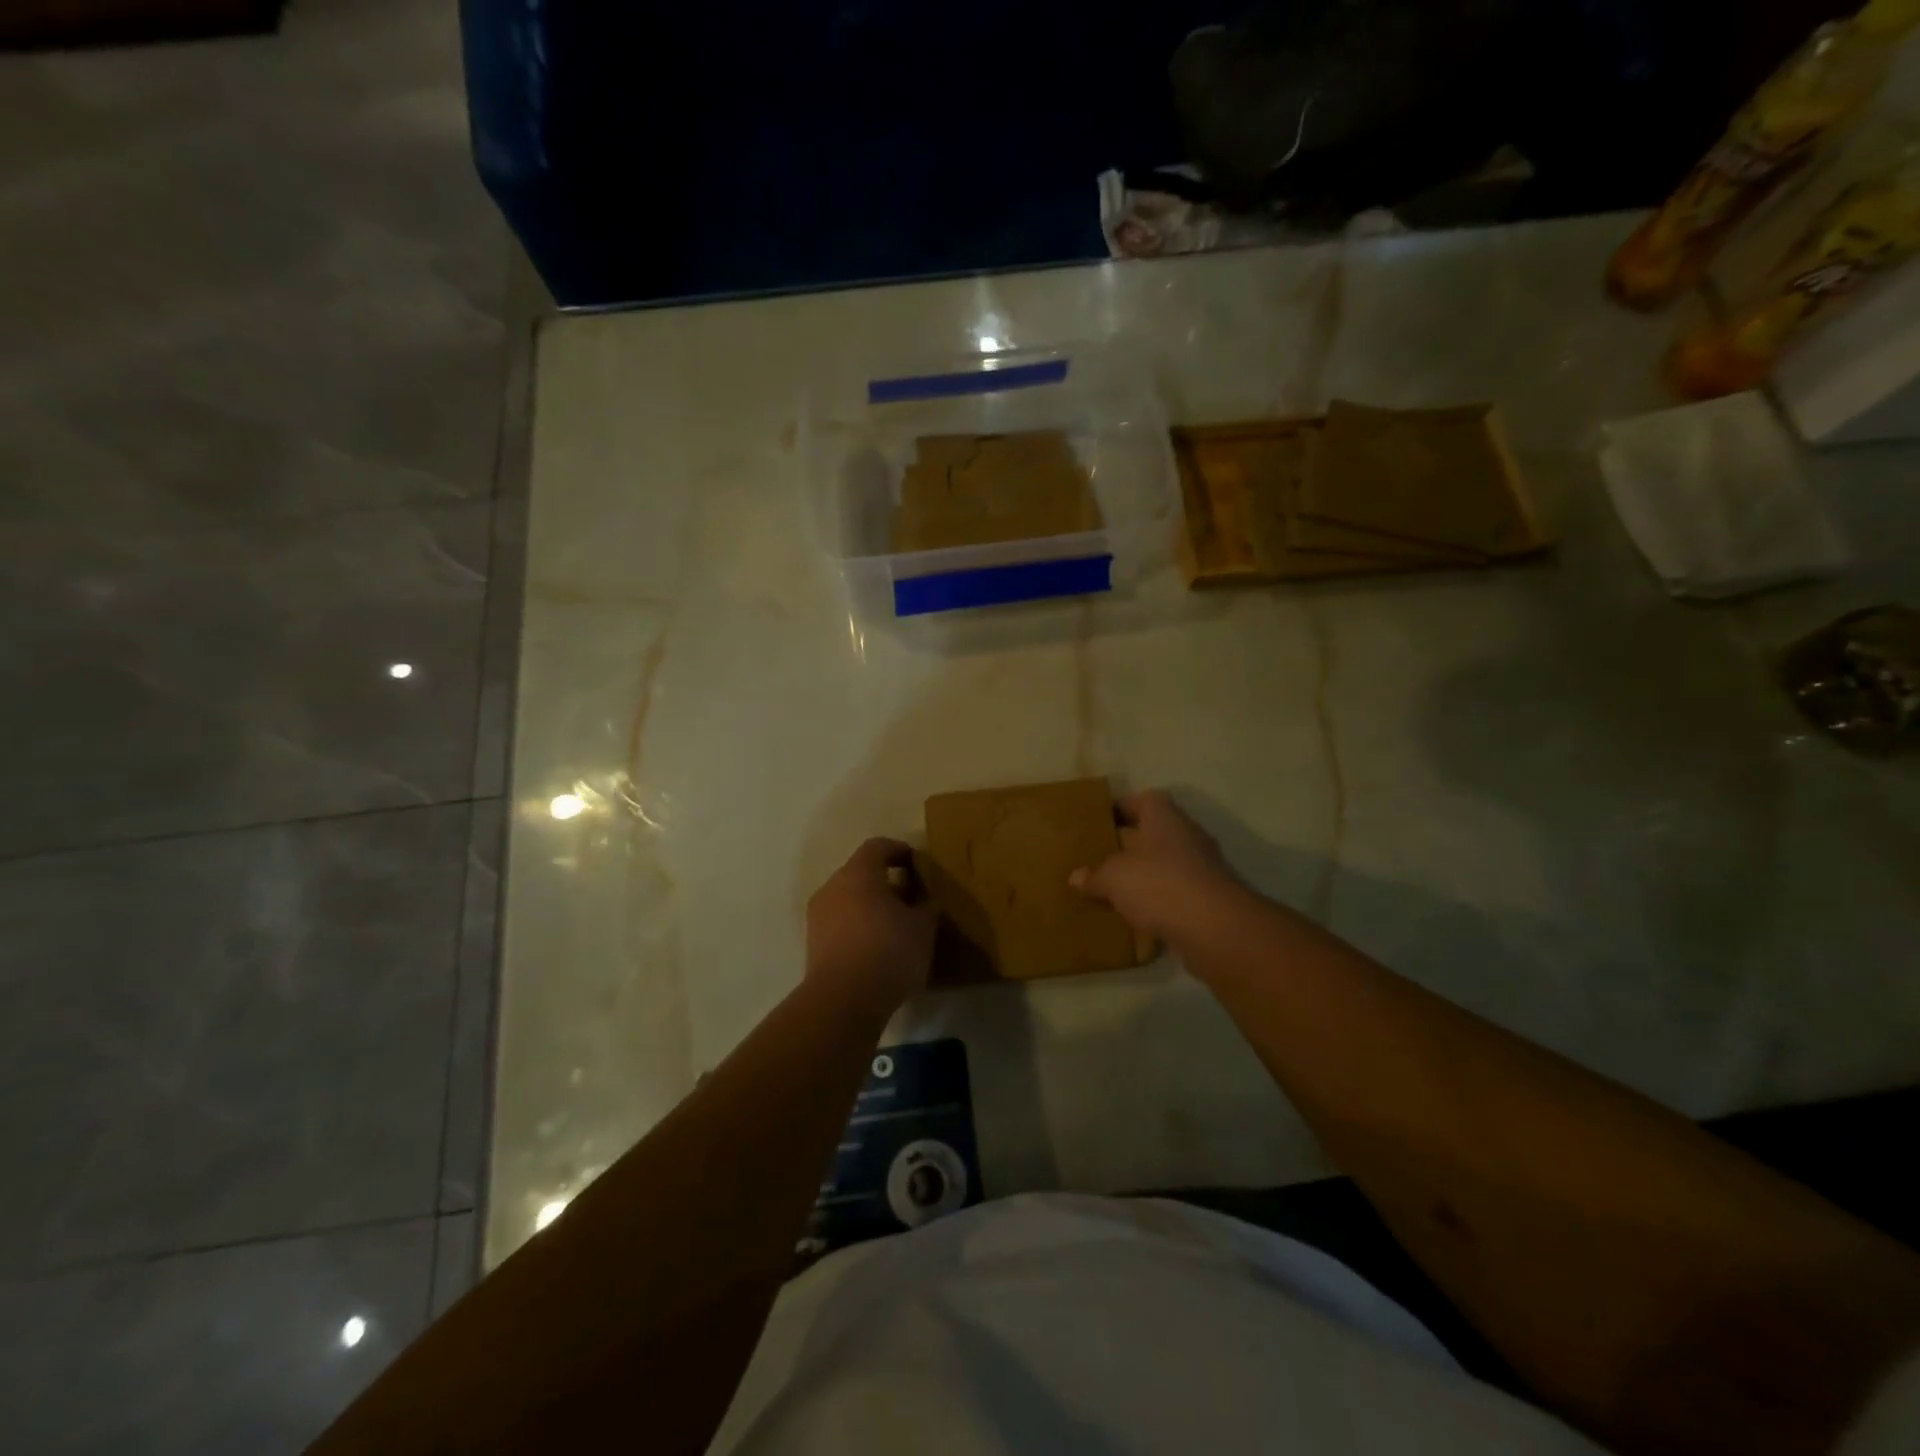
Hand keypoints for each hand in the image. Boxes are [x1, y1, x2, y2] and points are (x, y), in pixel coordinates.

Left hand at [806, 838, 937, 1015]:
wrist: (843, 1001)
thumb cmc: (888, 951)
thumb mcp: (923, 928)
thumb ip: (925, 908)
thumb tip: (925, 902)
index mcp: (859, 873)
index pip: (877, 847)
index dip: (898, 850)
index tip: (916, 862)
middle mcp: (833, 887)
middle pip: (859, 873)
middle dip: (884, 882)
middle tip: (909, 897)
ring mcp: (818, 916)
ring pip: (847, 900)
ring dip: (869, 906)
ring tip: (894, 926)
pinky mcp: (813, 944)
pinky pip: (839, 924)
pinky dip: (857, 928)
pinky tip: (876, 948)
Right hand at [1070, 790, 1236, 942]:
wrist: (1215, 929)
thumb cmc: (1159, 884)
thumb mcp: (1114, 877)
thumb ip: (1095, 875)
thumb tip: (1076, 877)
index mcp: (1164, 817)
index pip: (1142, 800)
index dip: (1120, 808)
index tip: (1098, 822)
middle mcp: (1186, 835)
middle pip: (1153, 832)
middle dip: (1128, 844)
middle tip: (1098, 856)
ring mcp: (1202, 867)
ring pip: (1165, 864)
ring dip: (1144, 875)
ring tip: (1113, 889)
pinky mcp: (1208, 899)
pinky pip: (1175, 893)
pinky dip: (1158, 902)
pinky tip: (1136, 917)